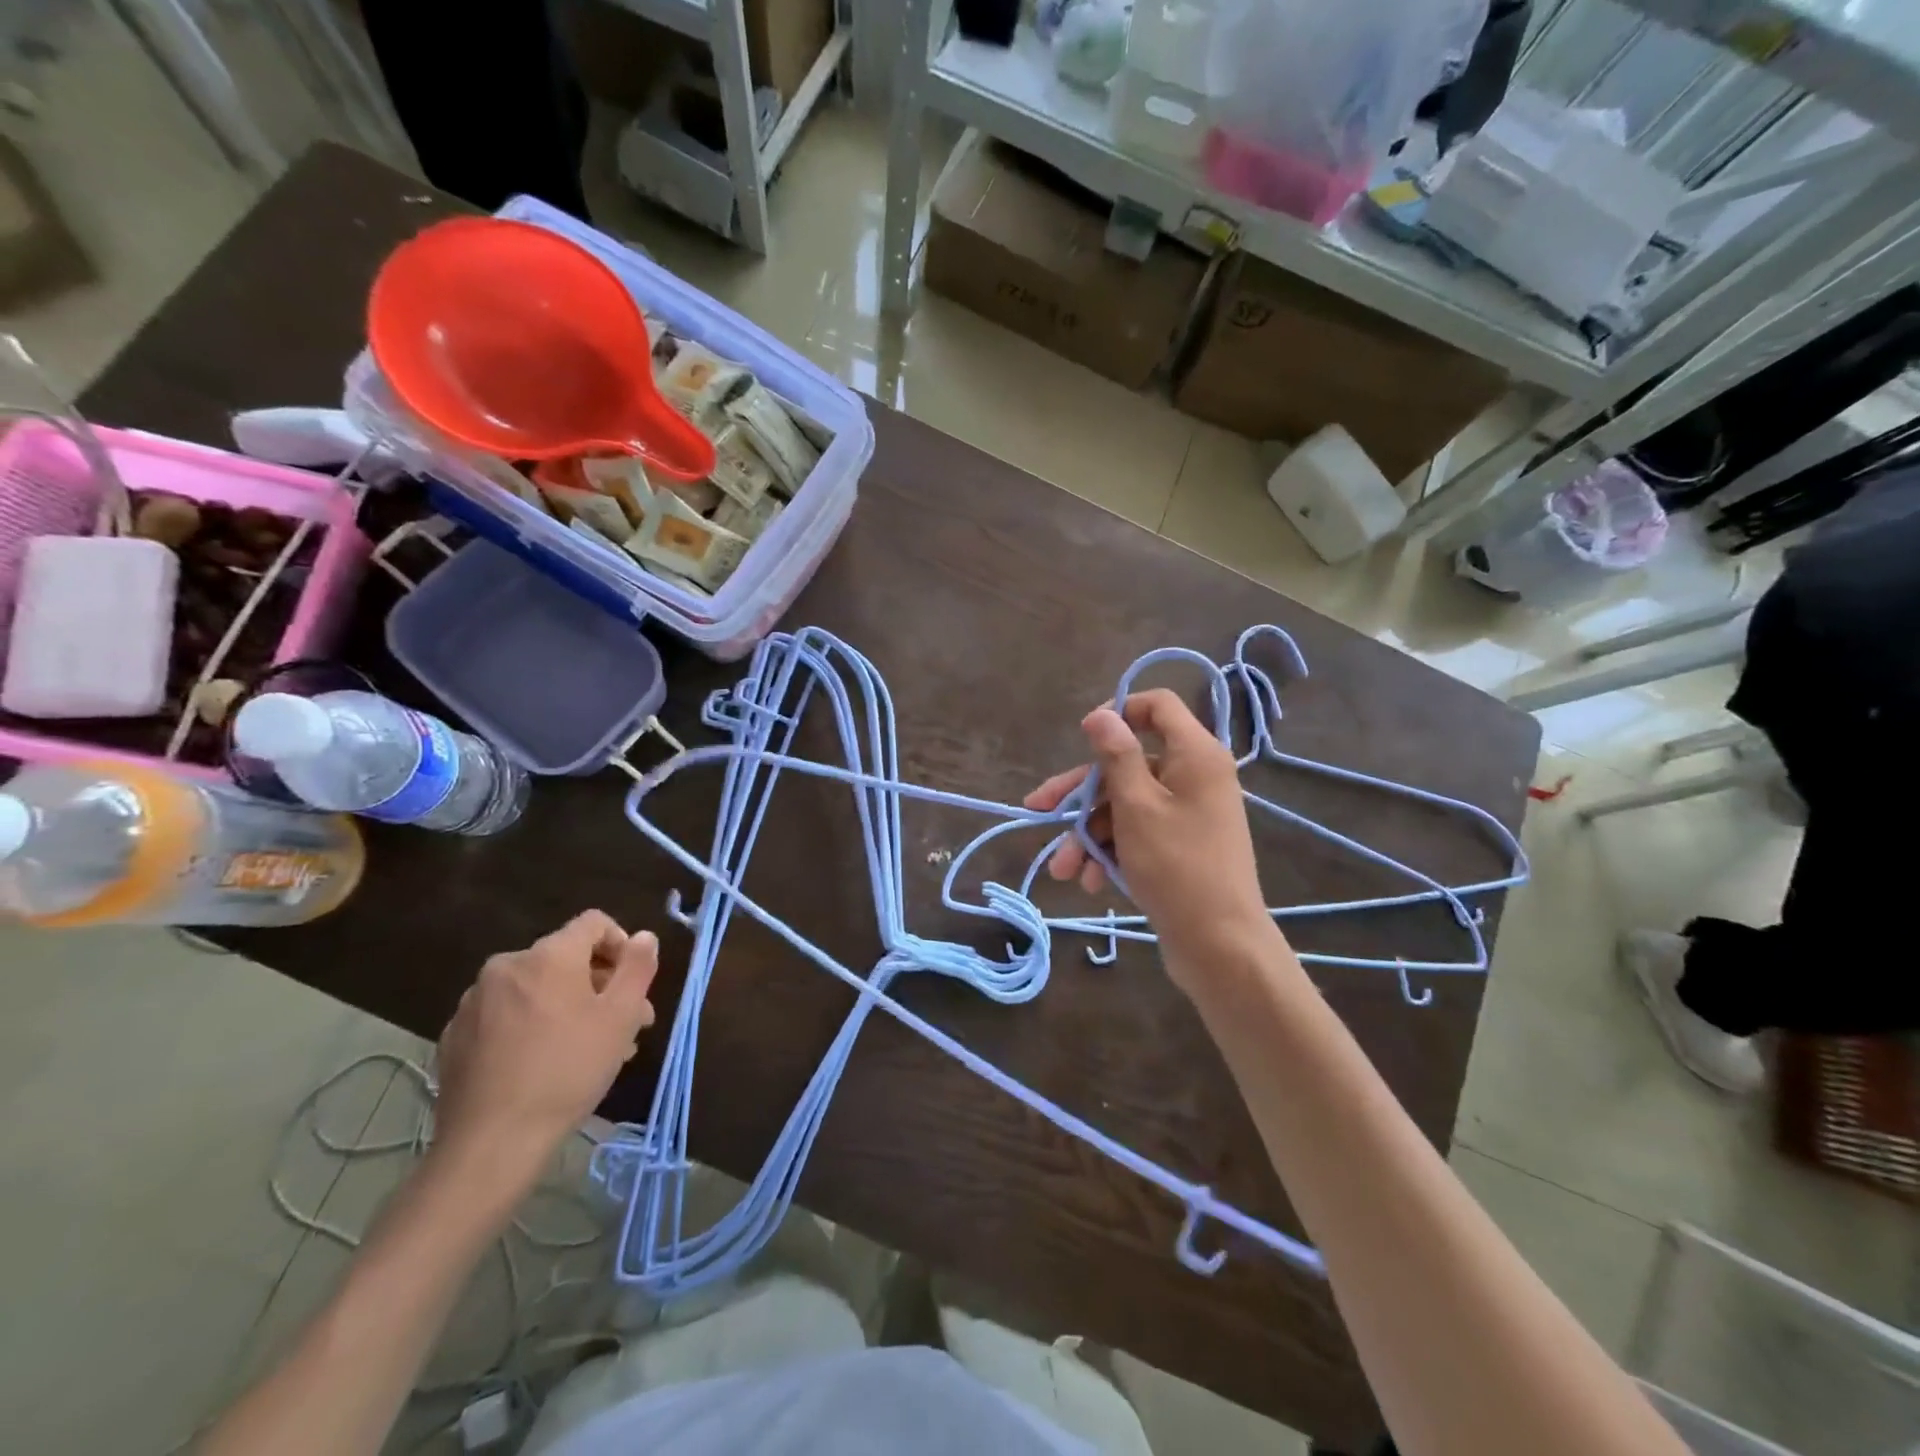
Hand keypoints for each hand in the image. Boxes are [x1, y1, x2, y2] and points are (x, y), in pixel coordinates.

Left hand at [432, 911, 658, 1191]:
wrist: (491, 1143)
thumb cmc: (568, 1070)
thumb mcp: (621, 1017)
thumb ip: (637, 967)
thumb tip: (643, 937)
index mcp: (548, 955)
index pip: (594, 923)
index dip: (622, 945)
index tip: (634, 986)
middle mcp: (506, 966)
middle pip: (566, 959)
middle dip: (600, 986)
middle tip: (624, 1027)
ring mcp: (474, 1002)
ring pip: (537, 990)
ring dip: (568, 1008)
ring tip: (588, 1051)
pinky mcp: (454, 1037)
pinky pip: (506, 1016)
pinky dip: (531, 1027)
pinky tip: (543, 1065)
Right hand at [1025, 690, 1275, 984]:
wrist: (1220, 945)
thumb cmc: (1176, 866)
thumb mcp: (1136, 806)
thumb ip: (1116, 756)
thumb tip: (1102, 713)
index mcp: (1195, 755)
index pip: (1157, 706)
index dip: (1118, 712)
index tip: (1083, 737)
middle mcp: (1194, 776)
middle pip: (1127, 764)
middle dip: (1081, 794)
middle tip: (1038, 811)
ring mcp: (1187, 813)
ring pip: (1126, 805)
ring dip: (1089, 834)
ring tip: (1063, 871)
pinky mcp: (1180, 845)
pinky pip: (1138, 833)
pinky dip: (1112, 851)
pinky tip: (1092, 881)